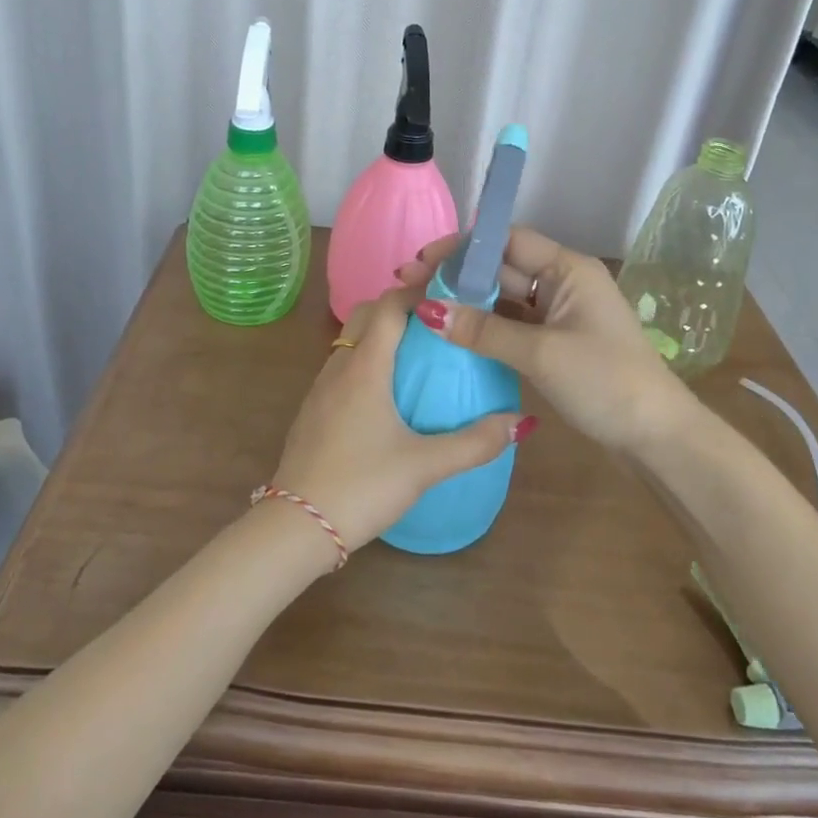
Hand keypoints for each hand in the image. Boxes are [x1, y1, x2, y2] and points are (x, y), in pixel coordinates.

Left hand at [270, 287, 534, 555]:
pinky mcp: (312, 411)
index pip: (389, 305)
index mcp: (365, 367)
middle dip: (398, 307)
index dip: (417, 292)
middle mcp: (338, 367)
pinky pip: (341, 367)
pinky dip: (364, 361)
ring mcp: (320, 388)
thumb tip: (520, 421)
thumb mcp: (425, 466)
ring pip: (349, 340)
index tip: (450, 296)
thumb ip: (474, 443)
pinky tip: (386, 395)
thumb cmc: (362, 486)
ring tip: (417, 354)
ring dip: (379, 334)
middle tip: (436, 323)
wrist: (297, 525)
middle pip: (365, 314)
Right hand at [398, 227, 701, 458]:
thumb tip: (428, 312)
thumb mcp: (541, 354)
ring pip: (503, 298)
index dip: (462, 248)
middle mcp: (562, 283)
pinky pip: (511, 324)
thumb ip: (483, 331)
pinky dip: (483, 327)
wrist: (657, 438)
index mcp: (568, 269)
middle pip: (500, 268)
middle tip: (407, 286)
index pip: (506, 241)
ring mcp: (559, 314)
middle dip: (456, 275)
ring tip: (420, 307)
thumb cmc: (605, 382)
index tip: (421, 262)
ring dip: (466, 302)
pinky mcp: (555, 343)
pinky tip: (451, 333)